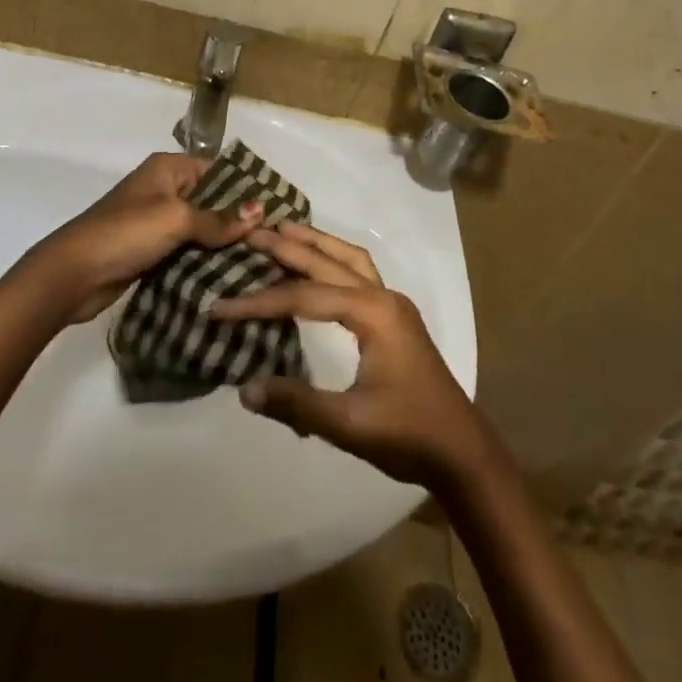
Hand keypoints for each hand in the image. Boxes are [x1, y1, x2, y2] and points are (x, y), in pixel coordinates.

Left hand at [32, 153, 261, 324]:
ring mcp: (157, 222)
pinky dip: (205, 261)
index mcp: (168, 169)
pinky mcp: (152, 251)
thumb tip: (260, 212)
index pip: (217, 171)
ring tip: (263, 261)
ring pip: (201, 229)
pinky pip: (187, 251)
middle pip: (211, 201)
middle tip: (275, 241)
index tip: (276, 210)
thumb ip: (218, 219)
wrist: (73, 274)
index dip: (245, 189)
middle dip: (238, 220)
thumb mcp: (176, 219)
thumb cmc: (126, 233)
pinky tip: (233, 275)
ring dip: (224, 244)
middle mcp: (164, 190)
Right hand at [213, 223, 490, 490]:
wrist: (461, 451)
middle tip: (251, 232)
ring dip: (316, 243)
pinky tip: (320, 265)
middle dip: (288, 247)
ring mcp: (392, 304)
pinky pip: (359, 272)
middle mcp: (382, 297)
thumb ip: (297, 404)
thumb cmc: (408, 435)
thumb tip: (244, 388)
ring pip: (348, 258)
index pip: (304, 297)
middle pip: (327, 262)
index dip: (259, 302)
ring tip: (284, 229)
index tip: (219, 306)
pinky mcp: (395, 317)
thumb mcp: (349, 424)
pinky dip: (334, 259)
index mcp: (372, 313)